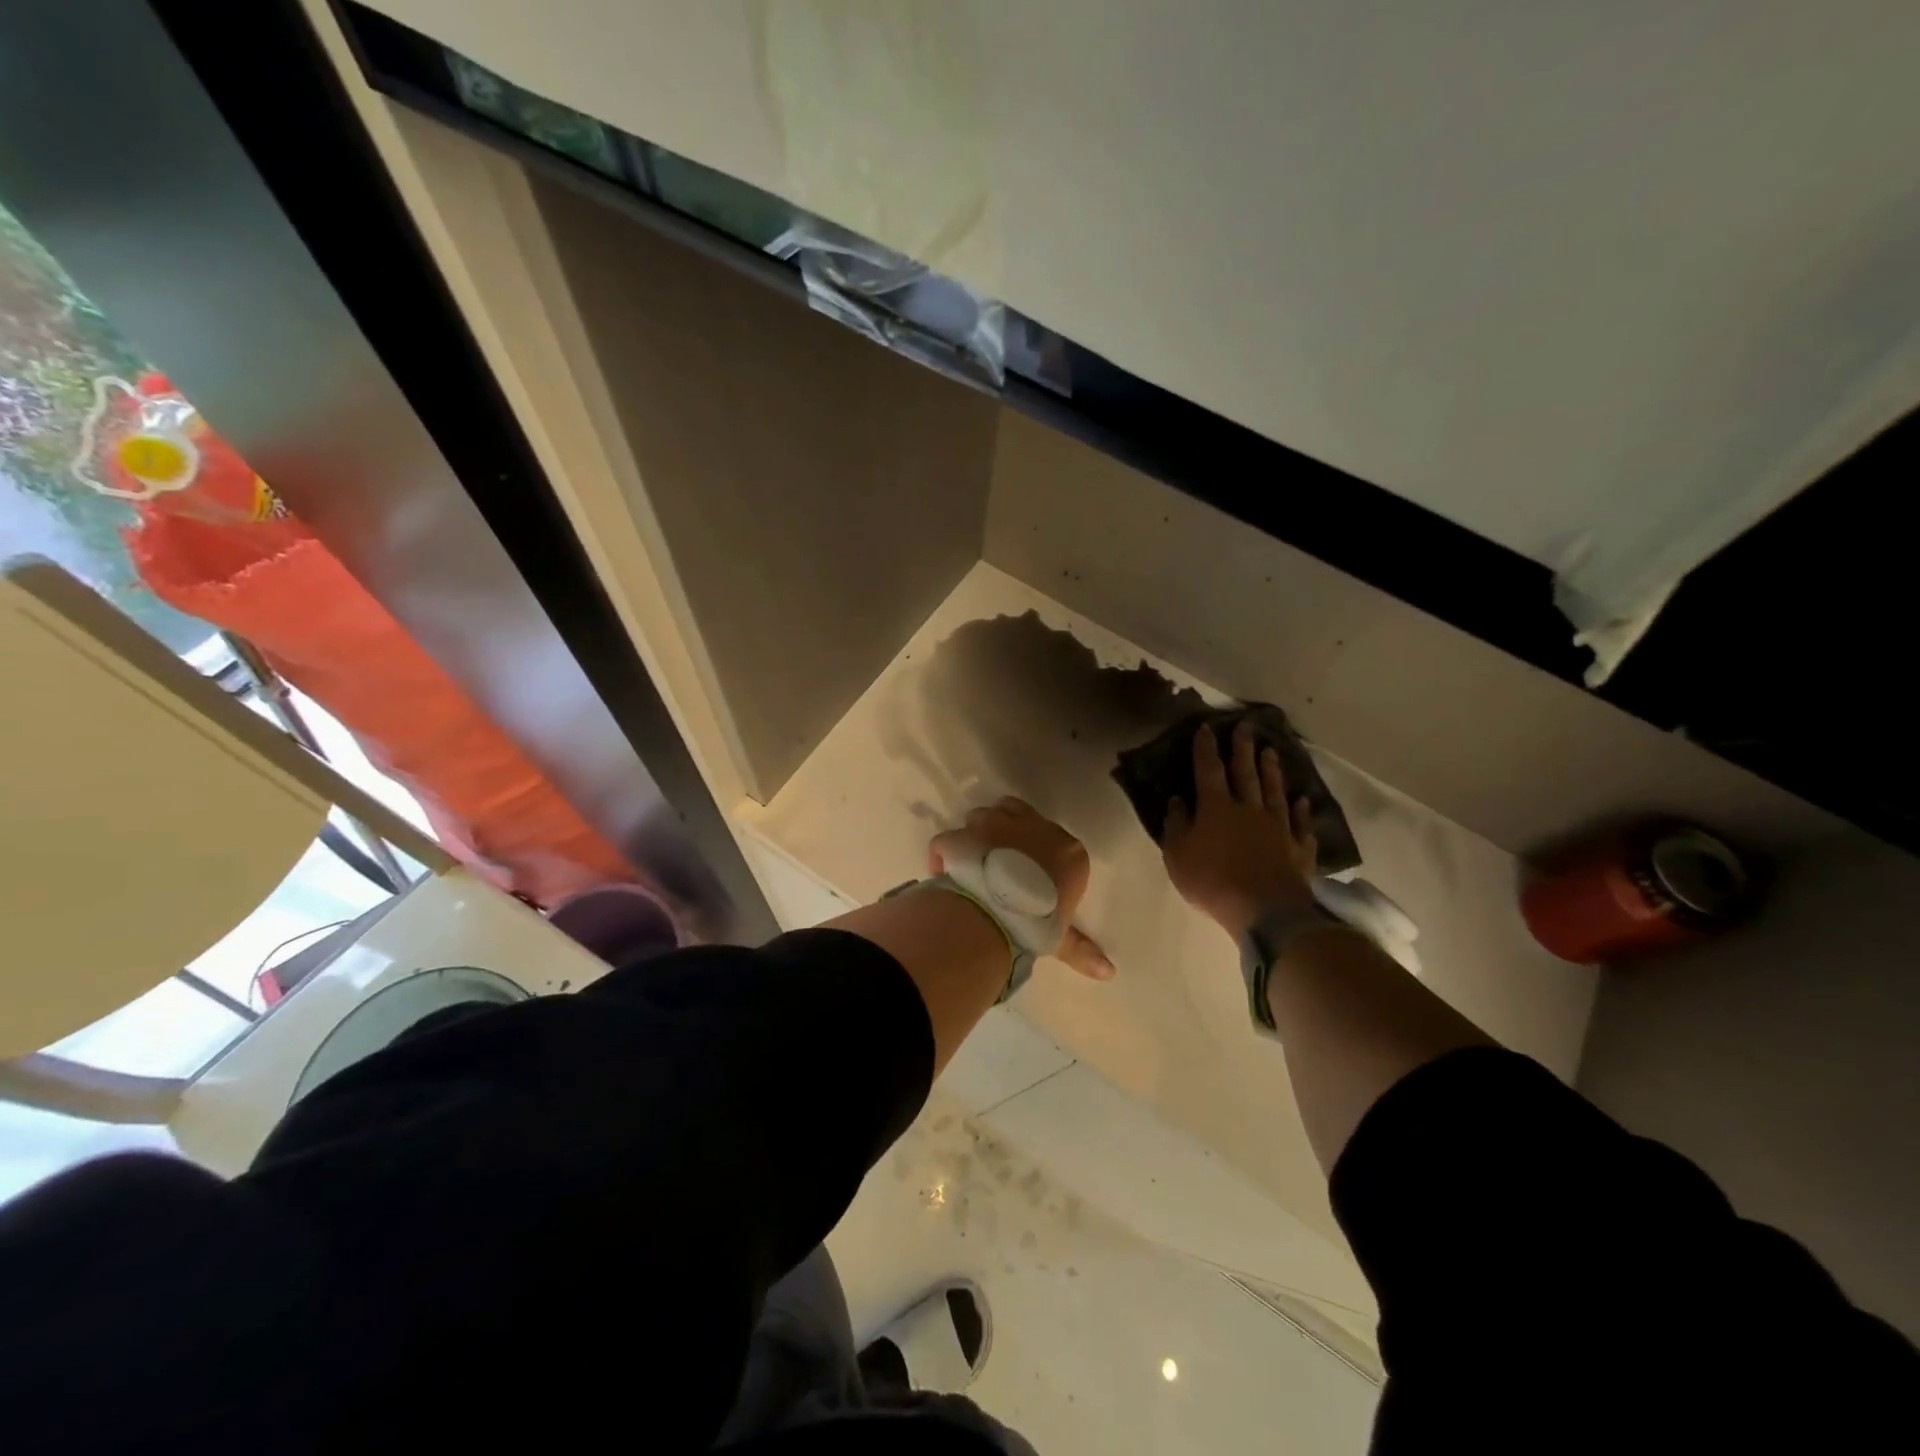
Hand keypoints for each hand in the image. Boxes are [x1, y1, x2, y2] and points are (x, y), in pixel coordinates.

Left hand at [930, 797, 1113, 979]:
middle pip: (1015, 812)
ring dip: (977, 834)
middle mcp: (1031, 826)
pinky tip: (945, 871)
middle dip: (1006, 828)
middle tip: (999, 857)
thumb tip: (1108, 973)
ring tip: (973, 863)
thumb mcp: (1061, 937)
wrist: (996, 912)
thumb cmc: (1039, 921)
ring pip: (981, 816)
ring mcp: (993, 825)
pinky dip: (945, 853)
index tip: (1030, 872)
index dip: (1038, 851)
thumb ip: (1082, 948)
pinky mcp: (961, 835)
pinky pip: (948, 839)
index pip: (1055, 838)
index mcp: (1065, 849)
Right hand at [1162, 722, 1318, 939]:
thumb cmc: (1212, 882)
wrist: (1265, 909)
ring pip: (1274, 791)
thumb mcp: (1178, 856)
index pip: (1208, 771)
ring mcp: (1278, 827)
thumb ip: (1176, 826)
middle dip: (1243, 749)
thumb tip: (1177, 801)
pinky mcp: (1299, 847)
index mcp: (1216, 808)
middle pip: (1245, 773)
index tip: (1206, 728)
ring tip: (1271, 751)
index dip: (1206, 749)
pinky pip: (1301, 824)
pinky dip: (1303, 811)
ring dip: (1272, 771)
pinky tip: (1304, 800)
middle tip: (1246, 726)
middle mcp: (1248, 809)